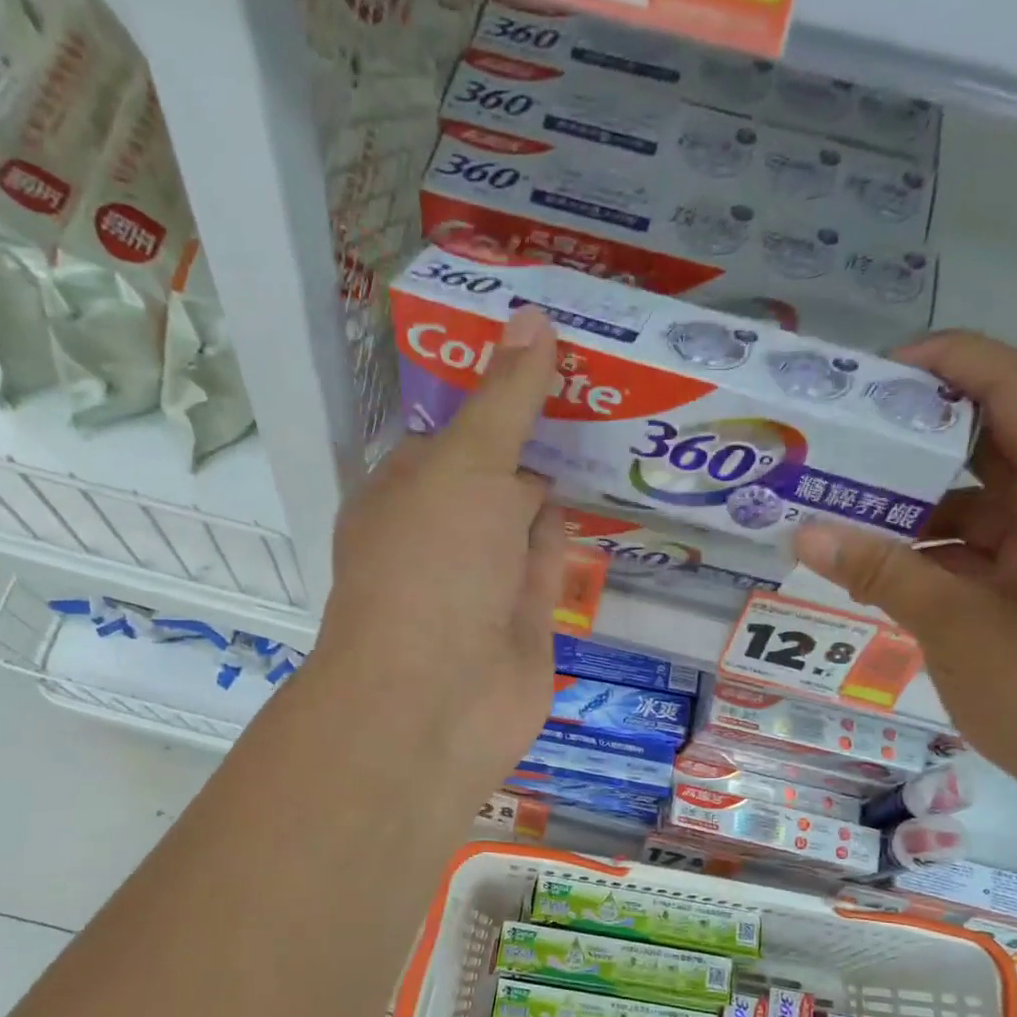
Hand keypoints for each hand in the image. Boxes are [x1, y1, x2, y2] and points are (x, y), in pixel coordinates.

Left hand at [306, 306, 563, 811]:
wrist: (439, 700)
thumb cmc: (432, 567)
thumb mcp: (465, 467)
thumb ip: (506, 400)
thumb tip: (534, 317)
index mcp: (405, 492)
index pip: (451, 434)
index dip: (495, 393)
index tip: (547, 350)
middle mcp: (440, 536)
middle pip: (492, 475)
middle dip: (533, 436)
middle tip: (596, 381)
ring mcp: (482, 583)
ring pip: (522, 521)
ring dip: (554, 484)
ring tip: (611, 427)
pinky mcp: (522, 622)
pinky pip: (546, 565)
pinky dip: (565, 534)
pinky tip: (600, 497)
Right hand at [795, 331, 1016, 817]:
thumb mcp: (954, 625)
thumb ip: (879, 571)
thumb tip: (801, 534)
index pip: (1012, 387)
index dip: (945, 363)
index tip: (869, 376)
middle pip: (988, 439)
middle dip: (911, 437)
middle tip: (834, 440)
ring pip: (976, 499)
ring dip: (911, 504)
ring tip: (833, 505)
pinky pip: (978, 545)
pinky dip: (928, 550)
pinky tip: (870, 563)